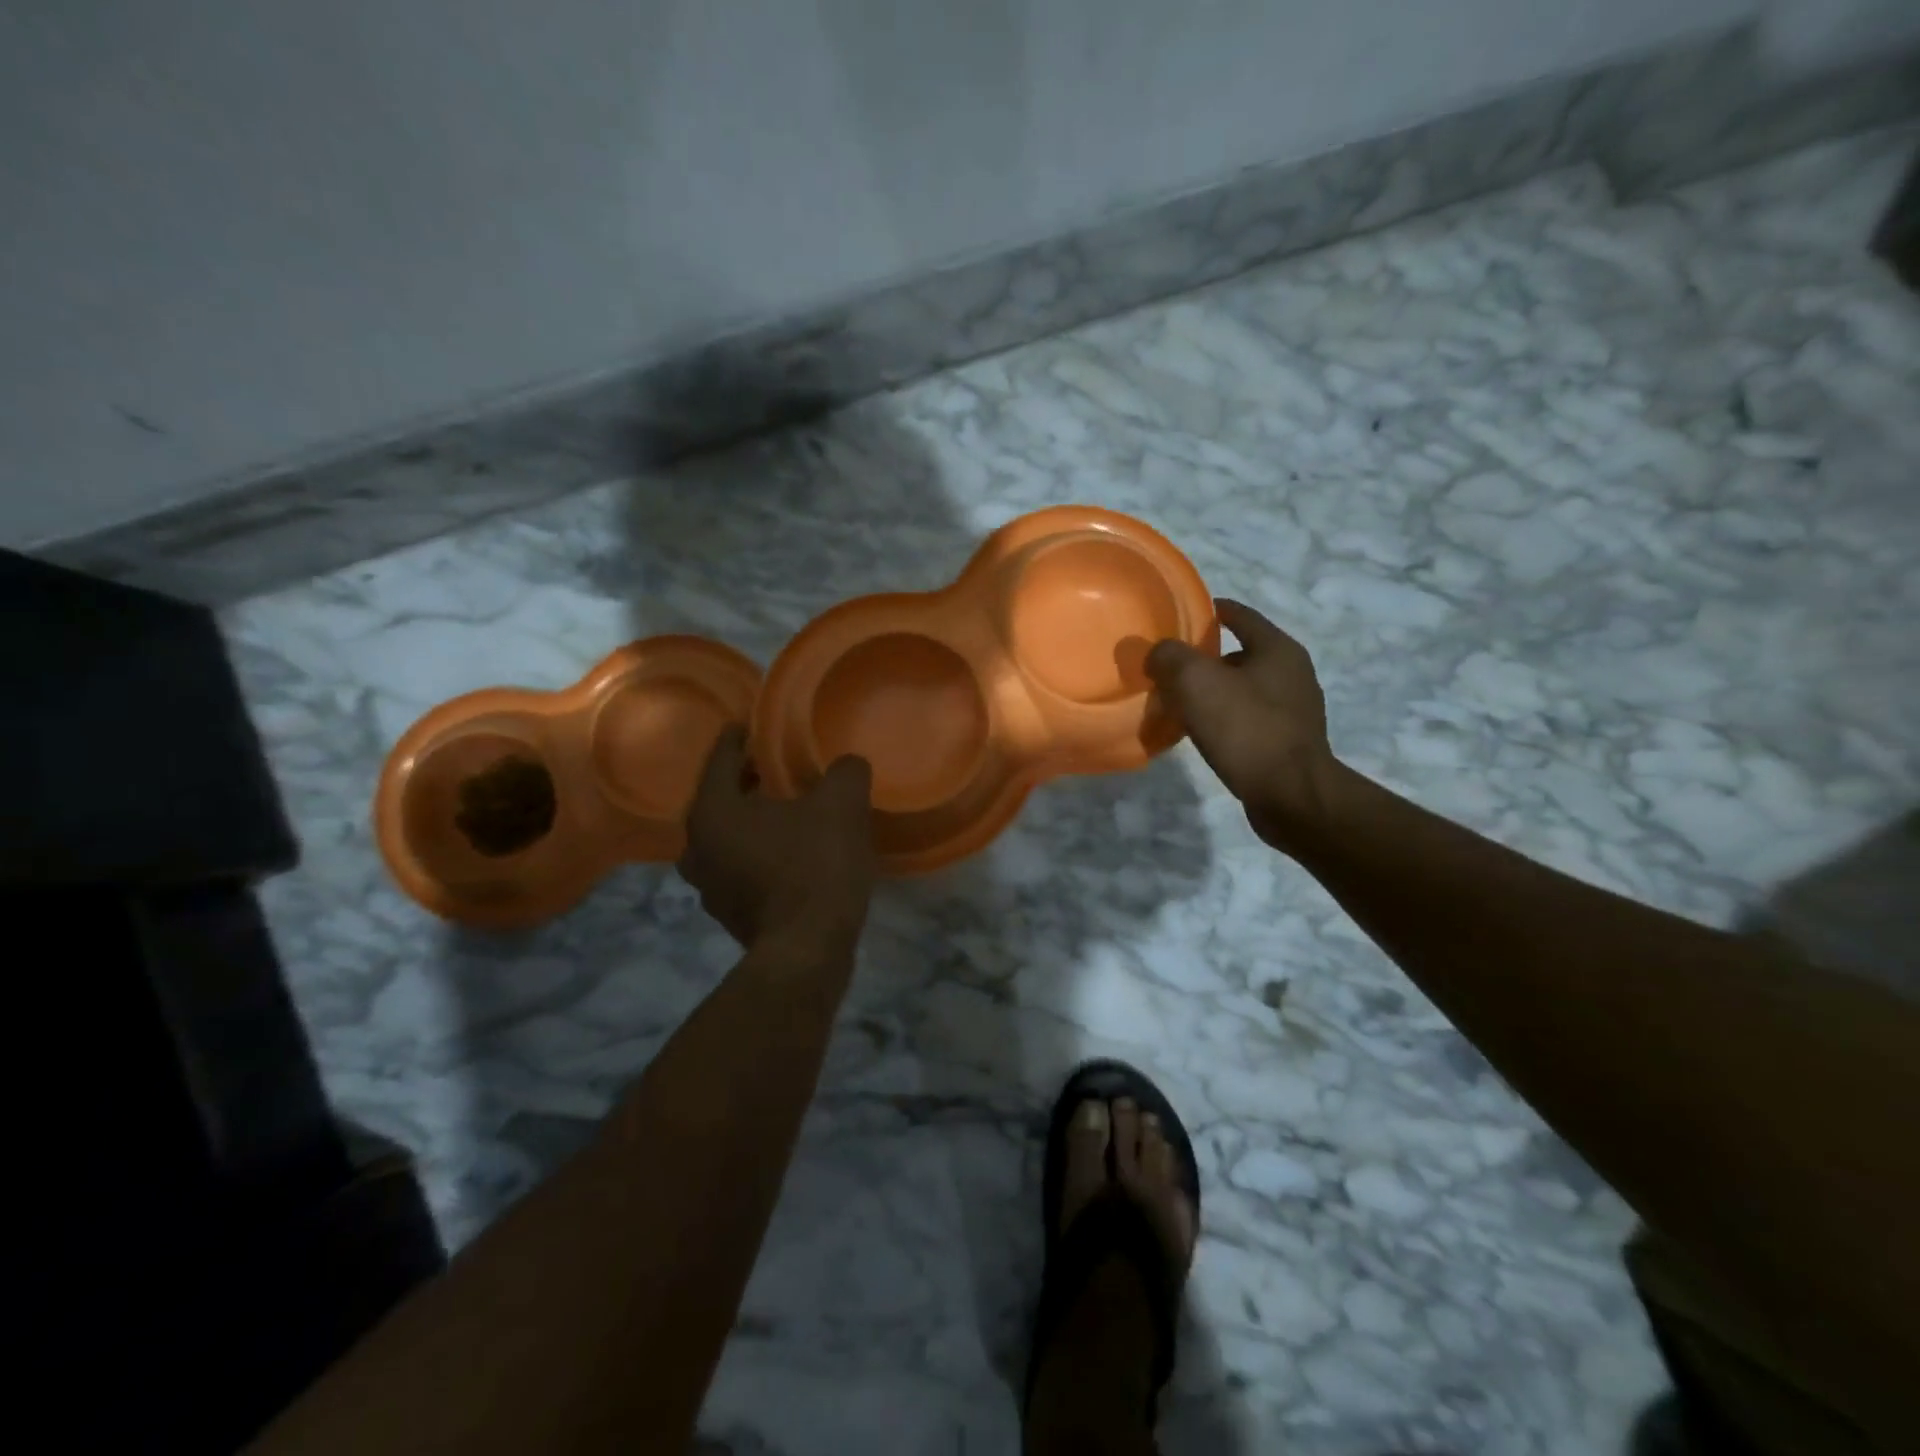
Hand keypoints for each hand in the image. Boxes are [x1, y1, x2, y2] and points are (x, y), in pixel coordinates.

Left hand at [678, 727, 876, 959]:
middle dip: (745, 781)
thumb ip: (845, 772)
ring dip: (751, 820)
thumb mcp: (841, 806)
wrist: (807, 951)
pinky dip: (757, 852)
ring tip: (785, 810)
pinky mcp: (729, 913)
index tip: (752, 725)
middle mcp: (696, 847)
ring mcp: (708, 886)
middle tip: (774, 768)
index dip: (738, 737)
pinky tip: (790, 852)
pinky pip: (739, 866)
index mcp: (713, 811)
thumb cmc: (815, 867)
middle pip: (719, 799)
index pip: (720, 758)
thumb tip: (847, 765)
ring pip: (727, 836)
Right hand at [1146, 598, 1335, 848]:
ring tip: (1179, 703)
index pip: (1240, 615)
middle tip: (1169, 668)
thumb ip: (1169, 657)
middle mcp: (1292, 673)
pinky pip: (1248, 719)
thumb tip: (1157, 653)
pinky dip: (1224, 719)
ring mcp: (1294, 710)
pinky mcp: (1288, 742)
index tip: (1181, 614)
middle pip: (1240, 654)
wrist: (1291, 796)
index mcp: (1278, 649)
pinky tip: (1202, 733)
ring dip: (1213, 692)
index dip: (1209, 611)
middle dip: (1205, 658)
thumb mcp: (1196, 682)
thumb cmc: (1246, 729)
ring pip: (1243, 689)